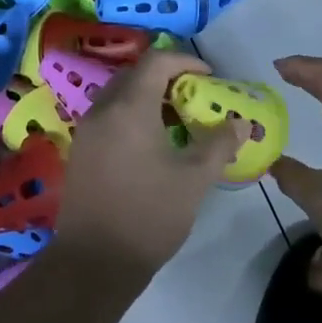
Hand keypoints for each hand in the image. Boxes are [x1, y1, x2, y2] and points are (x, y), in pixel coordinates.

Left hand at [54, 52, 242, 278]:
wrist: (94, 261)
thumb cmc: (149, 214)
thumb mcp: (194, 179)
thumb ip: (218, 144)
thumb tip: (240, 123)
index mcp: (129, 107)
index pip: (157, 61)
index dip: (186, 61)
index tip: (210, 77)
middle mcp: (103, 109)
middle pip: (136, 75)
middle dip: (168, 78)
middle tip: (196, 96)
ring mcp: (87, 130)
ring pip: (121, 96)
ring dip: (149, 97)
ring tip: (179, 121)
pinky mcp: (81, 151)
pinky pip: (110, 116)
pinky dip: (133, 115)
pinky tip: (153, 144)